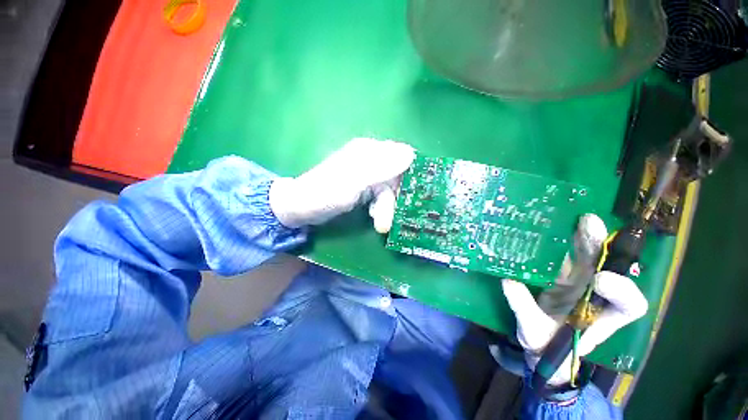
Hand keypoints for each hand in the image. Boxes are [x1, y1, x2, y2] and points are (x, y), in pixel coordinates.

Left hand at [269, 138, 414, 232]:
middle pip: (396, 177)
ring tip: (380, 224)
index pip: (402, 155)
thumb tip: (411, 154)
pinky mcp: (364, 187)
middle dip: (394, 199)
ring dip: (386, 208)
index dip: (410, 174)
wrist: (302, 208)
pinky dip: (380, 208)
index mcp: (369, 150)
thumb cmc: (326, 193)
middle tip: (387, 218)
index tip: (412, 195)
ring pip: (389, 190)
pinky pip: (381, 197)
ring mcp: (367, 174)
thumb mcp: (355, 181)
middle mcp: (371, 159)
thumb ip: (381, 167)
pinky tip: (373, 216)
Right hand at [502, 214, 648, 385]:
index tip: (599, 280)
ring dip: (585, 236)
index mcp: (601, 316)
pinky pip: (564, 254)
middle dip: (602, 246)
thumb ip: (524, 310)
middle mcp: (596, 294)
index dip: (622, 289)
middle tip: (589, 225)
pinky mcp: (560, 273)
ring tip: (578, 218)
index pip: (629, 304)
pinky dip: (561, 239)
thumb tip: (508, 281)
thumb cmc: (545, 345)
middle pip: (609, 266)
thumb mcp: (533, 333)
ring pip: (588, 255)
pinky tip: (551, 227)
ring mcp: (579, 281)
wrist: (541, 344)